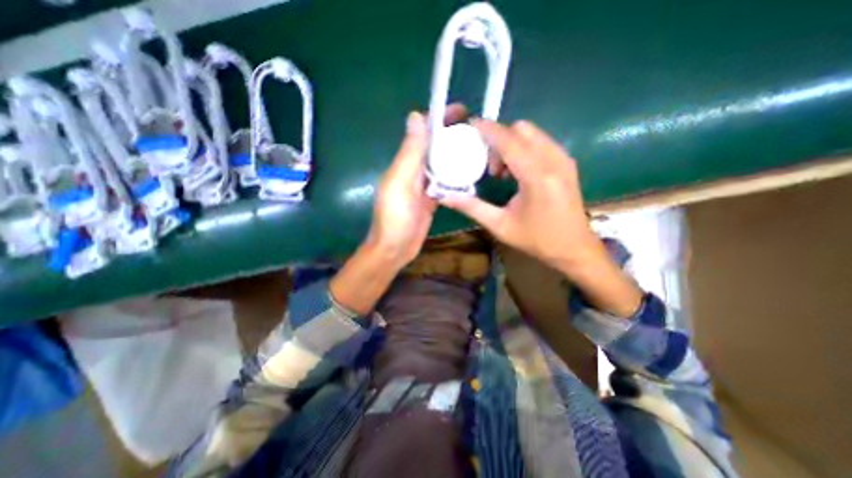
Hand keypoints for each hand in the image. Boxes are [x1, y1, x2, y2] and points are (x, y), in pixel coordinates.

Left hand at [330, 105, 465, 315]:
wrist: (394, 249)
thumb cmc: (395, 218)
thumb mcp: (400, 183)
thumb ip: (409, 153)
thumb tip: (415, 116)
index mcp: (406, 162)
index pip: (423, 133)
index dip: (440, 118)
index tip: (462, 111)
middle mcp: (415, 170)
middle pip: (436, 147)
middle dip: (454, 135)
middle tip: (478, 132)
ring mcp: (424, 186)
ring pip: (443, 164)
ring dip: (458, 156)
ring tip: (480, 149)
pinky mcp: (432, 200)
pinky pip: (446, 184)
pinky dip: (457, 178)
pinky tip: (472, 175)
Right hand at [444, 120, 642, 316]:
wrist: (574, 248)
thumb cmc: (537, 239)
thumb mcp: (500, 226)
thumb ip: (472, 207)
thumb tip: (446, 197)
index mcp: (536, 176)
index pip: (508, 140)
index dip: (487, 129)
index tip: (469, 125)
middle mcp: (553, 160)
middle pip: (521, 129)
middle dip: (499, 139)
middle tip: (488, 166)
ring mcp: (563, 159)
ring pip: (532, 133)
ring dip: (512, 143)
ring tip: (503, 172)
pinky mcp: (567, 163)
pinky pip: (541, 141)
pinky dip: (524, 147)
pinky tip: (518, 171)